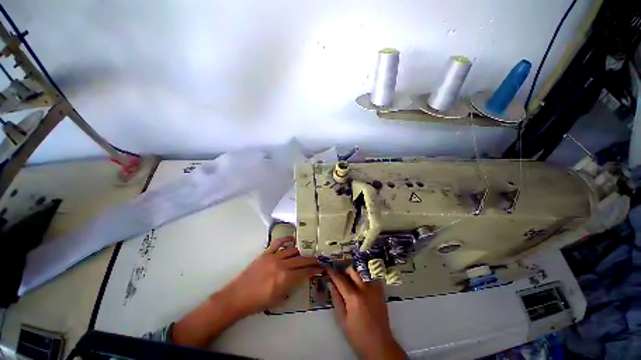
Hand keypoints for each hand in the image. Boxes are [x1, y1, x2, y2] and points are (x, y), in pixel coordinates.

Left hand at [223, 237, 322, 315]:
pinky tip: (292, 240)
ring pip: (292, 250)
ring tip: (306, 252)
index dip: (314, 269)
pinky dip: (286, 240)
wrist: (237, 296)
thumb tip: (301, 278)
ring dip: (301, 251)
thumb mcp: (278, 300)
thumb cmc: (258, 302)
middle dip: (312, 260)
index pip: (305, 272)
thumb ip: (292, 287)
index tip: (321, 268)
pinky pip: (278, 243)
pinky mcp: (266, 253)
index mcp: (285, 279)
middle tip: (318, 259)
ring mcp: (273, 257)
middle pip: (301, 260)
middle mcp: (281, 265)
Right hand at [328, 268, 404, 359]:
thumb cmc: (358, 335)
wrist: (379, 345)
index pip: (340, 280)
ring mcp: (374, 289)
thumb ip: (336, 299)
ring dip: (354, 273)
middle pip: (352, 271)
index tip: (327, 268)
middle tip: (339, 276)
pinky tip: (361, 283)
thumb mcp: (342, 320)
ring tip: (349, 279)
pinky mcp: (380, 292)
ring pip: (362, 272)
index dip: (332, 273)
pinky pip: (372, 277)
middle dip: (344, 271)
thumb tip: (330, 284)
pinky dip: (365, 277)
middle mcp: (364, 289)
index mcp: (353, 297)